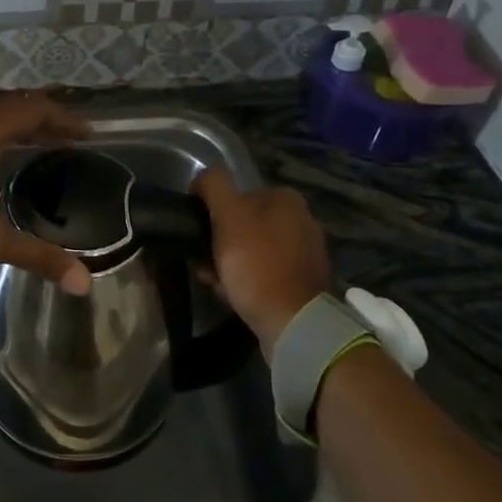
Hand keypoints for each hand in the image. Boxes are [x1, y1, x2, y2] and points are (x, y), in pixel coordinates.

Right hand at [191, 168, 332, 355]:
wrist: (293, 322)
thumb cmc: (257, 263)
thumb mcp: (229, 215)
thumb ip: (214, 186)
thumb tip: (202, 179)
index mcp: (286, 199)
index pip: (237, 195)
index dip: (212, 213)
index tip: (197, 233)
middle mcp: (301, 221)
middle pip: (243, 224)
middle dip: (219, 241)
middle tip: (201, 260)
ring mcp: (304, 254)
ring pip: (250, 250)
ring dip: (227, 263)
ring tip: (211, 280)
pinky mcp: (302, 283)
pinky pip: (263, 273)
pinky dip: (244, 280)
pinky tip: (229, 294)